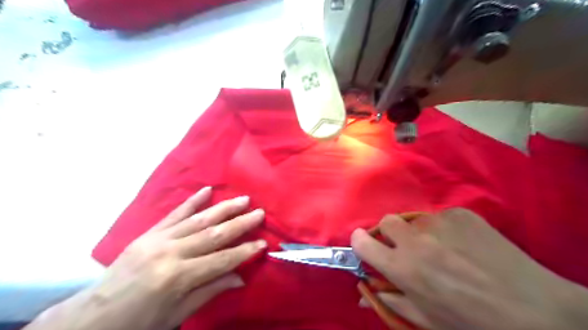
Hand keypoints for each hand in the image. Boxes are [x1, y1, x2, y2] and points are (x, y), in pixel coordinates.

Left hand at [26, 187, 266, 329]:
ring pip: (199, 219)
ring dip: (223, 208)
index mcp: (178, 278)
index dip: (244, 251)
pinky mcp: (149, 233)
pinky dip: (192, 201)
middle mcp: (171, 253)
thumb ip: (210, 291)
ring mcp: (159, 239)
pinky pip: (174, 213)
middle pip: (214, 235)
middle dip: (240, 224)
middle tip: (260, 212)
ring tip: (243, 199)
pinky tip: (207, 190)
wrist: (94, 316)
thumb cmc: (139, 321)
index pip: (221, 260)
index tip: (263, 242)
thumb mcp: (177, 315)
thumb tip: (241, 278)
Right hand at [350, 209, 587, 329]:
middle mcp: (415, 240)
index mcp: (403, 268)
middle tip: (407, 249)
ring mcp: (439, 223)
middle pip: (386, 221)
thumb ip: (389, 302)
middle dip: (390, 234)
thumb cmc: (473, 322)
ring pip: (415, 220)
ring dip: (419, 233)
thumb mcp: (426, 320)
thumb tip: (362, 294)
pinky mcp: (460, 214)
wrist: (535, 310)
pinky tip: (465, 245)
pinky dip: (445, 230)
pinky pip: (441, 218)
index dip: (361, 242)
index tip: (367, 246)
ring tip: (443, 250)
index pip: (362, 241)